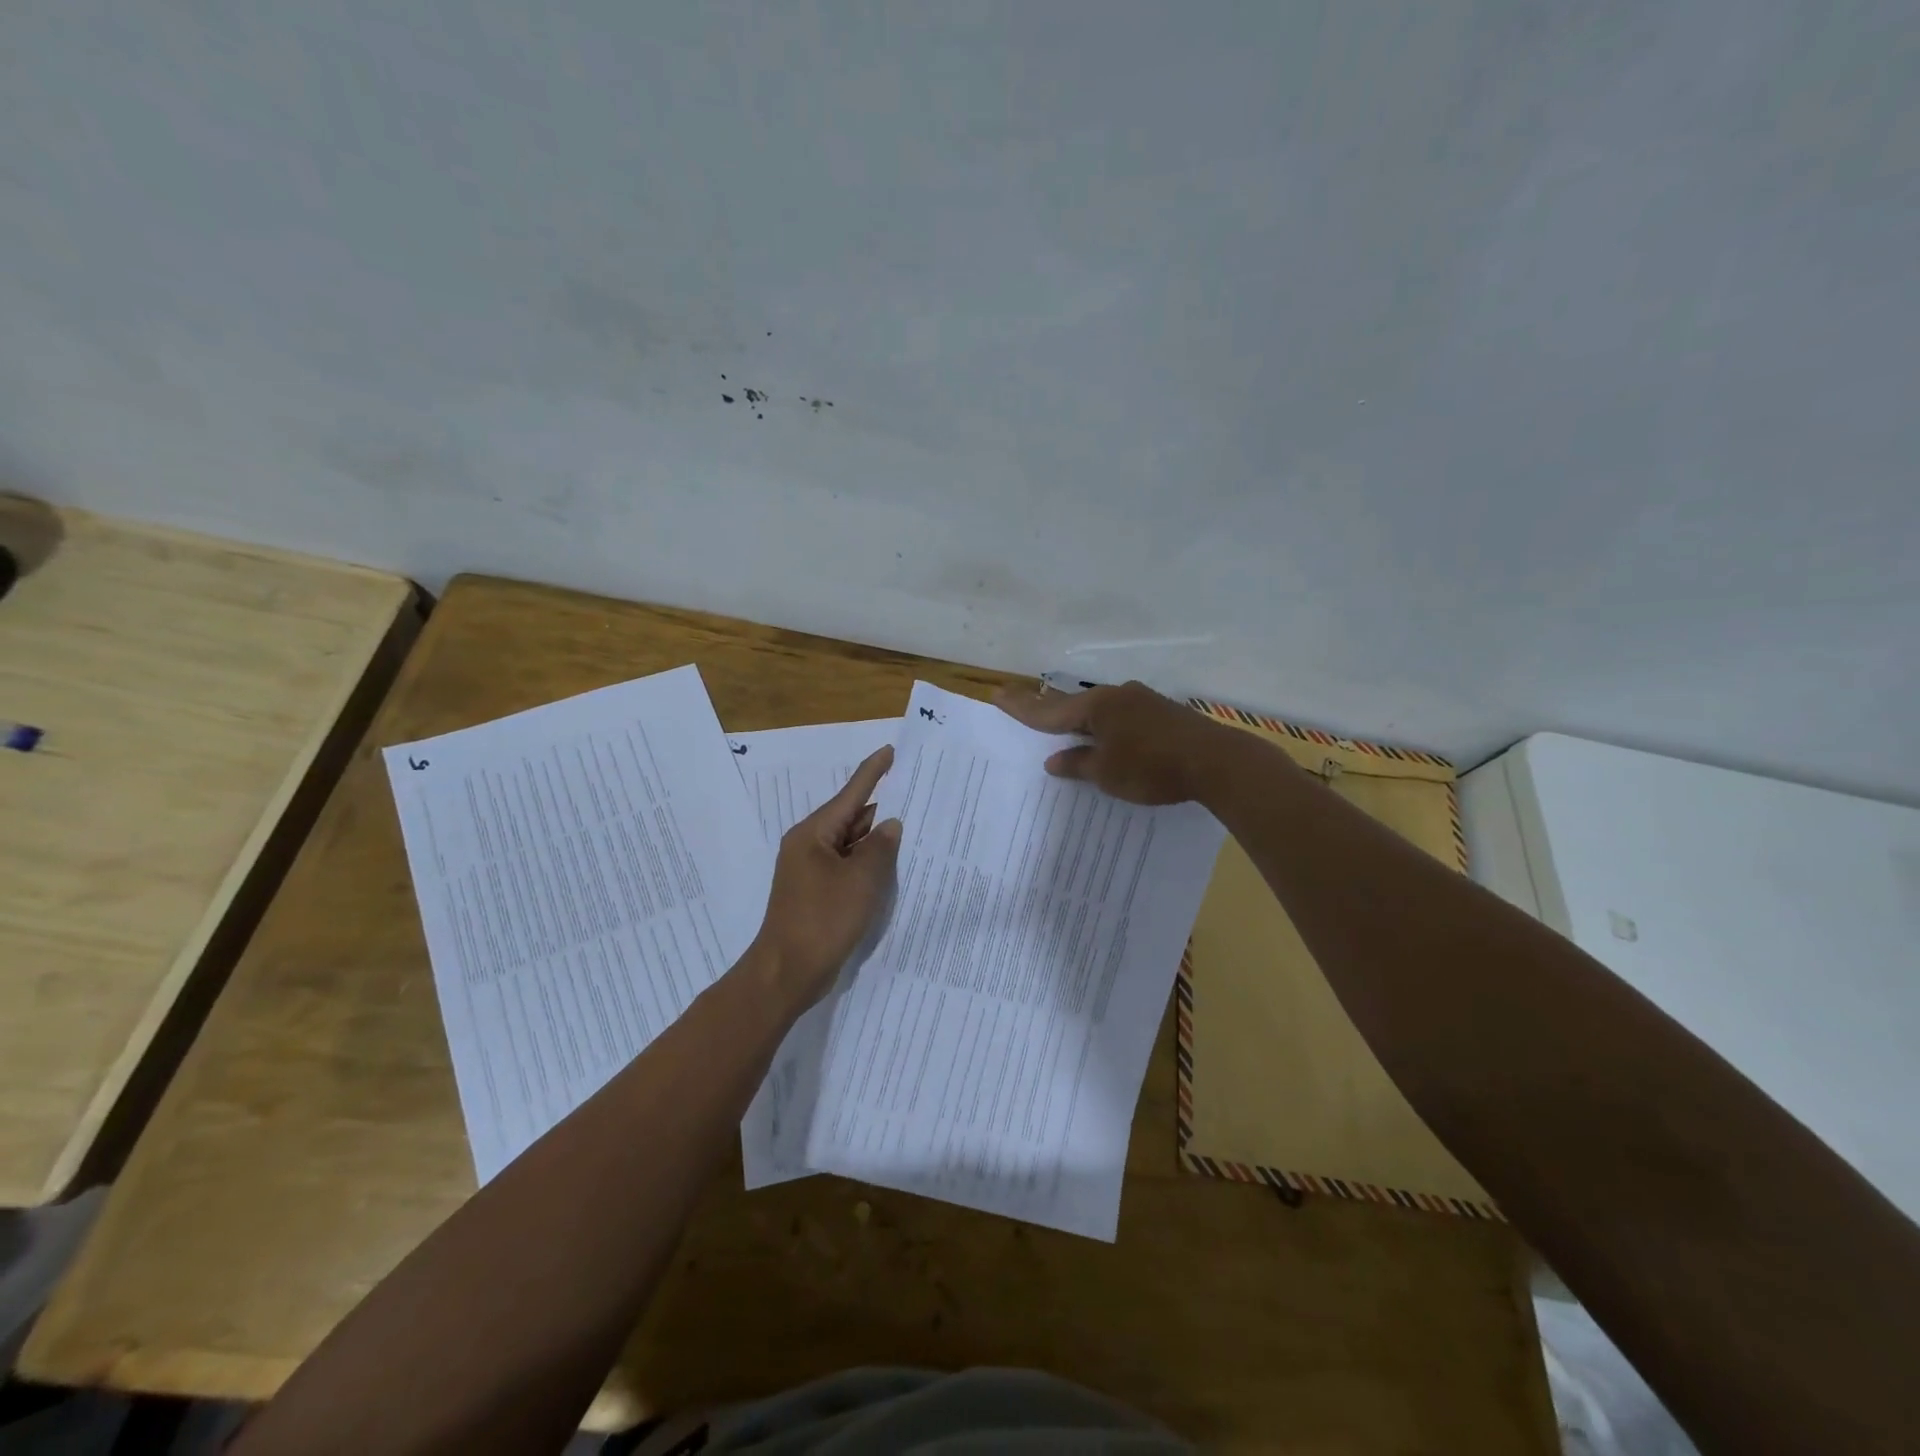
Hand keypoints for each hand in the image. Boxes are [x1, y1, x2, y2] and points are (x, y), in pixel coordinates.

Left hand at [751, 745, 901, 1006]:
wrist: (787, 973)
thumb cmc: (823, 920)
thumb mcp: (860, 880)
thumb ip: (880, 847)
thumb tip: (890, 824)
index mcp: (813, 833)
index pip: (851, 793)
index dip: (873, 772)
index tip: (892, 751)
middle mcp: (810, 845)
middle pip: (851, 817)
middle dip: (882, 809)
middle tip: (917, 797)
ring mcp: (812, 870)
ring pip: (851, 844)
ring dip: (877, 840)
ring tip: (914, 828)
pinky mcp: (817, 892)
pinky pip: (848, 867)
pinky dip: (868, 864)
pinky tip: (893, 866)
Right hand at [992, 680, 1227, 804]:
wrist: (1216, 762)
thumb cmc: (1152, 767)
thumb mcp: (1107, 773)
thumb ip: (1078, 764)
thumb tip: (1054, 760)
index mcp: (1097, 707)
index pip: (1049, 711)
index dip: (1022, 707)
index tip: (997, 694)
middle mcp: (1116, 696)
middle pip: (1073, 704)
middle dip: (1048, 708)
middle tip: (1023, 705)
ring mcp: (1141, 701)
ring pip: (1099, 709)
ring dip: (1079, 718)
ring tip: (1062, 725)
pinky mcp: (1161, 713)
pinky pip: (1120, 716)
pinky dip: (1104, 726)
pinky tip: (1106, 736)